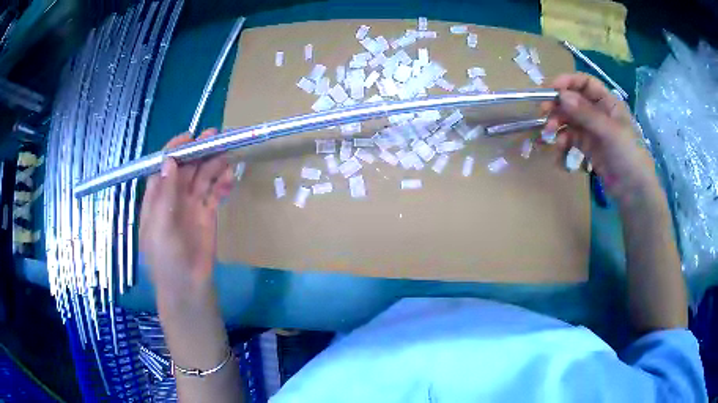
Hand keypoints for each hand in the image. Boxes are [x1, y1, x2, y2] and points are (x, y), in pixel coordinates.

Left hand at [139, 129, 233, 295]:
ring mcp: (192, 205)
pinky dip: (222, 183)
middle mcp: (174, 197)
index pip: (164, 167)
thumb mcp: (159, 227)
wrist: (188, 286)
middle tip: (216, 137)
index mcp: (157, 198)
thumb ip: (164, 195)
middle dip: (199, 151)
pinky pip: (215, 192)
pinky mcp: (208, 214)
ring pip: (202, 177)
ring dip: (213, 164)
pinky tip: (230, 178)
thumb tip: (170, 162)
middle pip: (186, 168)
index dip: (175, 150)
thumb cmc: (166, 259)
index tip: (189, 137)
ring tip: (228, 152)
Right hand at [543, 73, 660, 206]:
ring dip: (557, 126)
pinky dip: (563, 144)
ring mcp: (593, 131)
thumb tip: (560, 95)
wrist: (634, 193)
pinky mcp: (588, 148)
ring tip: (550, 137)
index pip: (585, 83)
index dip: (568, 82)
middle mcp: (599, 113)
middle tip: (543, 115)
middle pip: (574, 101)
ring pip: (570, 120)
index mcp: (608, 103)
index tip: (550, 89)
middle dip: (558, 106)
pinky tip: (559, 153)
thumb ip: (585, 113)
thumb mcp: (609, 132)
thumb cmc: (629, 156)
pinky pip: (571, 140)